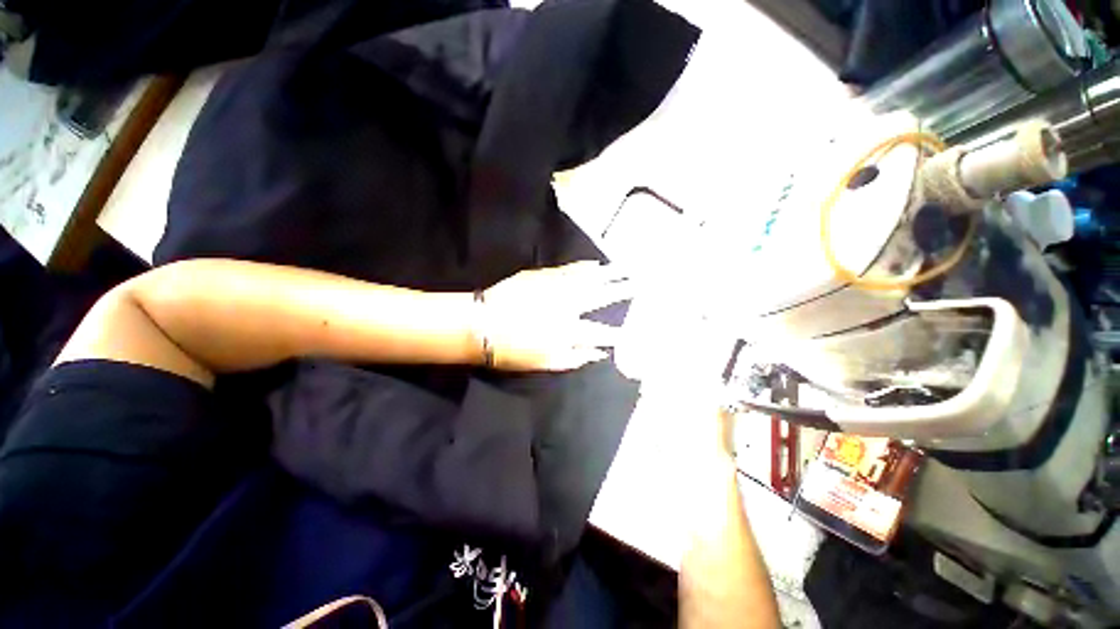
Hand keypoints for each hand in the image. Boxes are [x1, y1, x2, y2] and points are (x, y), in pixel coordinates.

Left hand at [478, 261, 631, 370]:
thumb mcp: (544, 363)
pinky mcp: (543, 276)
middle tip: (638, 283)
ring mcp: (555, 288)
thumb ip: (574, 358)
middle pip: (600, 297)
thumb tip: (599, 352)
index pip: (601, 331)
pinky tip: (594, 264)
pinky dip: (583, 267)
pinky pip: (568, 270)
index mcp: (568, 331)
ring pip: (588, 279)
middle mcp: (567, 306)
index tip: (633, 327)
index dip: (619, 330)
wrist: (481, 323)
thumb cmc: (512, 350)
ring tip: (624, 268)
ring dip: (608, 274)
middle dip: (621, 290)